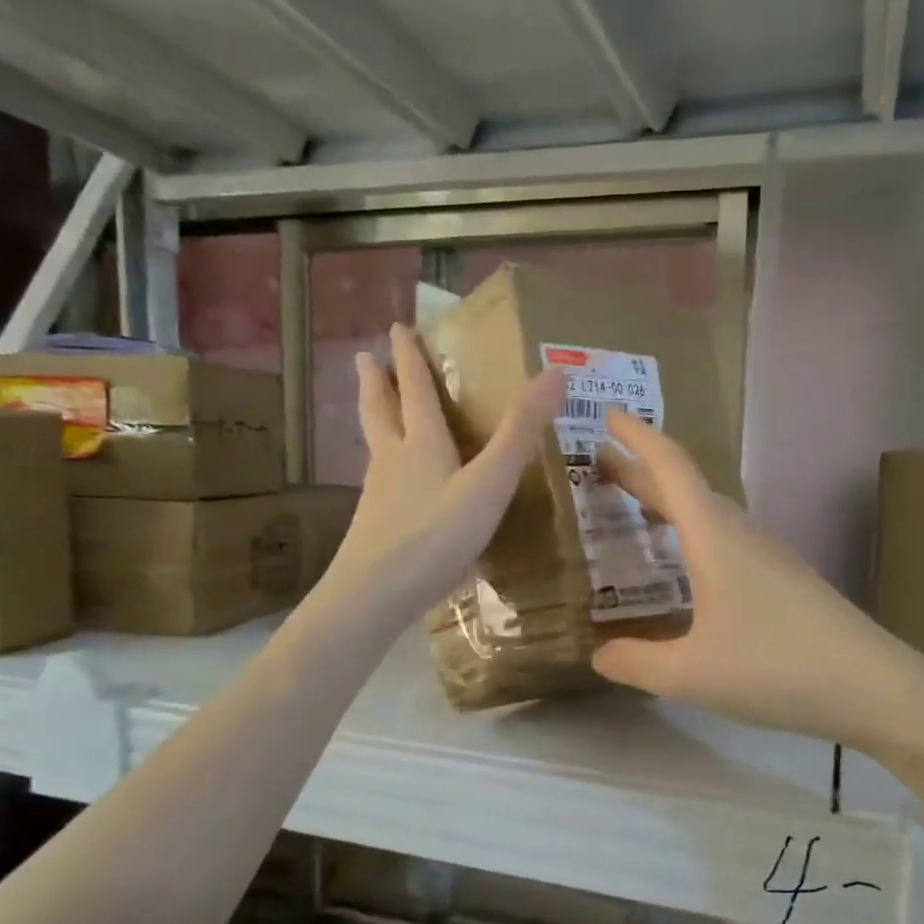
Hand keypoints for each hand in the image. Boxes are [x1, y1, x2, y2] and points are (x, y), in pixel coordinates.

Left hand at [327, 323, 564, 624]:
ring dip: (375, 419)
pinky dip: (383, 465)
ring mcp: (379, 496)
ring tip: (375, 409)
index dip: (410, 358)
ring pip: (375, 446)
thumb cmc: (435, 535)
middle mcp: (393, 462)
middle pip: (380, 411)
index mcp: (420, 444)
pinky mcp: (375, 527)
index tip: (398, 328)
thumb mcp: (489, 483)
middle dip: (378, 382)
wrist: (375, 595)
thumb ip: (521, 433)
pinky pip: (380, 481)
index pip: (415, 390)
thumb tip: (556, 372)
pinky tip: (390, 484)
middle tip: (367, 357)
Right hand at [591, 410, 923, 753]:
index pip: (671, 468)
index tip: (609, 415)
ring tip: (636, 510)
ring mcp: (768, 556)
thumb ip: (636, 663)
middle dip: (643, 471)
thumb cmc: (774, 668)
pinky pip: (726, 540)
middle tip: (602, 466)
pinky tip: (687, 568)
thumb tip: (598, 656)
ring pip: (710, 514)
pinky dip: (693, 536)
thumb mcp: (689, 674)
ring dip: (670, 503)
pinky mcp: (785, 580)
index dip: (638, 438)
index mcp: (714, 538)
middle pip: (687, 488)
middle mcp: (741, 534)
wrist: (872, 687)